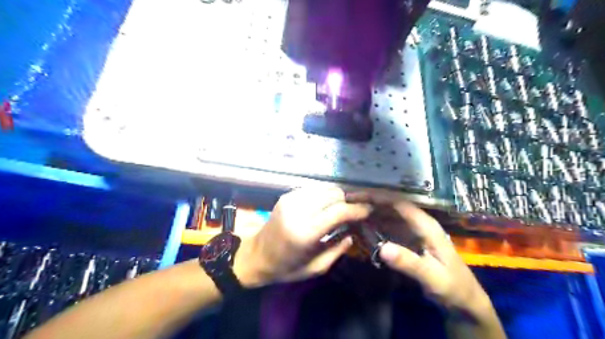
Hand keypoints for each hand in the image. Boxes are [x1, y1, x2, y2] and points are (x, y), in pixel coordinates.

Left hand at [233, 187, 370, 286]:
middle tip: (355, 212)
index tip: (369, 210)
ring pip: (325, 188)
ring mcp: (290, 199)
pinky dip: (324, 195)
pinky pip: (314, 189)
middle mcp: (297, 211)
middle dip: (348, 202)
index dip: (357, 209)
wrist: (256, 255)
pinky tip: (325, 206)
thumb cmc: (287, 267)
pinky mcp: (287, 195)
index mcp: (304, 232)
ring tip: (341, 209)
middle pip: (333, 195)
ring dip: (337, 197)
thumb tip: (353, 230)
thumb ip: (338, 249)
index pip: (338, 211)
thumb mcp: (316, 268)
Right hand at [347, 193, 492, 316]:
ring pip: (388, 215)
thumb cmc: (452, 287)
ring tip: (350, 211)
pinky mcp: (408, 240)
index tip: (356, 196)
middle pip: (391, 206)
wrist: (464, 301)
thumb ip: (408, 262)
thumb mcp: (432, 278)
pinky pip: (388, 227)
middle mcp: (418, 223)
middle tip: (347, 202)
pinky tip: (362, 226)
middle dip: (370, 202)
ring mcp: (413, 231)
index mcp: (426, 225)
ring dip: (370, 212)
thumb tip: (382, 248)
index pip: (398, 204)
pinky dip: (374, 225)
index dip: (377, 197)